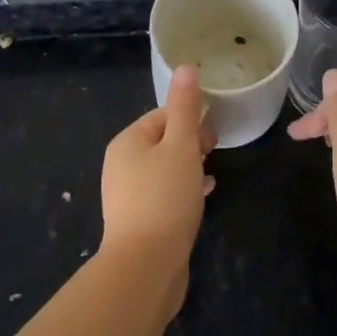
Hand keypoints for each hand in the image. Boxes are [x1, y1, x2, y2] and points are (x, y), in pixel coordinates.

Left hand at [99, 64, 216, 317]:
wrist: (145, 268)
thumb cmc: (164, 198)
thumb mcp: (181, 146)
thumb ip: (185, 107)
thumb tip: (185, 67)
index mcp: (127, 142)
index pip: (162, 116)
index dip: (190, 119)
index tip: (212, 134)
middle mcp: (122, 165)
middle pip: (163, 141)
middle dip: (191, 142)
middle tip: (213, 152)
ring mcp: (129, 195)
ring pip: (165, 168)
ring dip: (190, 166)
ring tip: (211, 173)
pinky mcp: (140, 221)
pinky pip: (165, 194)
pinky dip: (184, 189)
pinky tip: (204, 195)